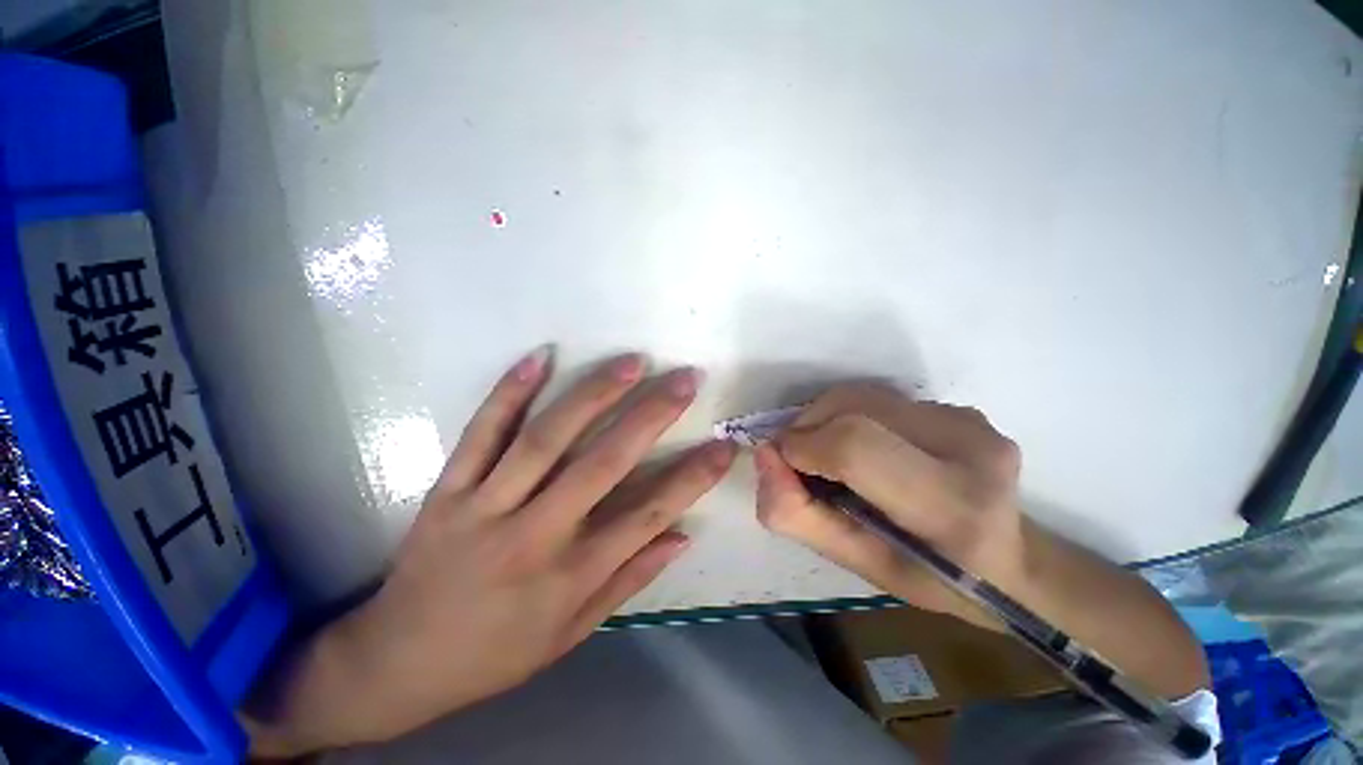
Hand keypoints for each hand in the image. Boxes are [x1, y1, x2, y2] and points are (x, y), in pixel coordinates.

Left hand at [247, 349, 735, 754]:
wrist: (397, 662)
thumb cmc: (495, 654)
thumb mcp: (571, 634)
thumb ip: (629, 580)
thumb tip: (680, 535)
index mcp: (569, 576)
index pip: (647, 516)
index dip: (691, 478)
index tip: (723, 446)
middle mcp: (534, 536)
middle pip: (603, 464)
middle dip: (652, 416)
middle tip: (685, 380)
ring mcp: (485, 507)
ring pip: (547, 439)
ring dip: (593, 394)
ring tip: (631, 362)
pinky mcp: (448, 490)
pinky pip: (482, 432)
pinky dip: (511, 391)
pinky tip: (541, 356)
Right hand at [753, 383, 1026, 624]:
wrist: (1009, 562)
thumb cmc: (929, 576)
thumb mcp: (856, 565)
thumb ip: (797, 513)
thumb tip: (764, 455)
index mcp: (950, 505)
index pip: (856, 447)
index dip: (804, 447)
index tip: (782, 463)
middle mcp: (968, 447)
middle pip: (852, 408)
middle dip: (806, 428)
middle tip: (801, 461)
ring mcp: (967, 419)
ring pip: (859, 396)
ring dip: (824, 419)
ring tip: (828, 455)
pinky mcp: (959, 407)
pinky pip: (877, 398)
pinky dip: (849, 416)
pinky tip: (864, 447)